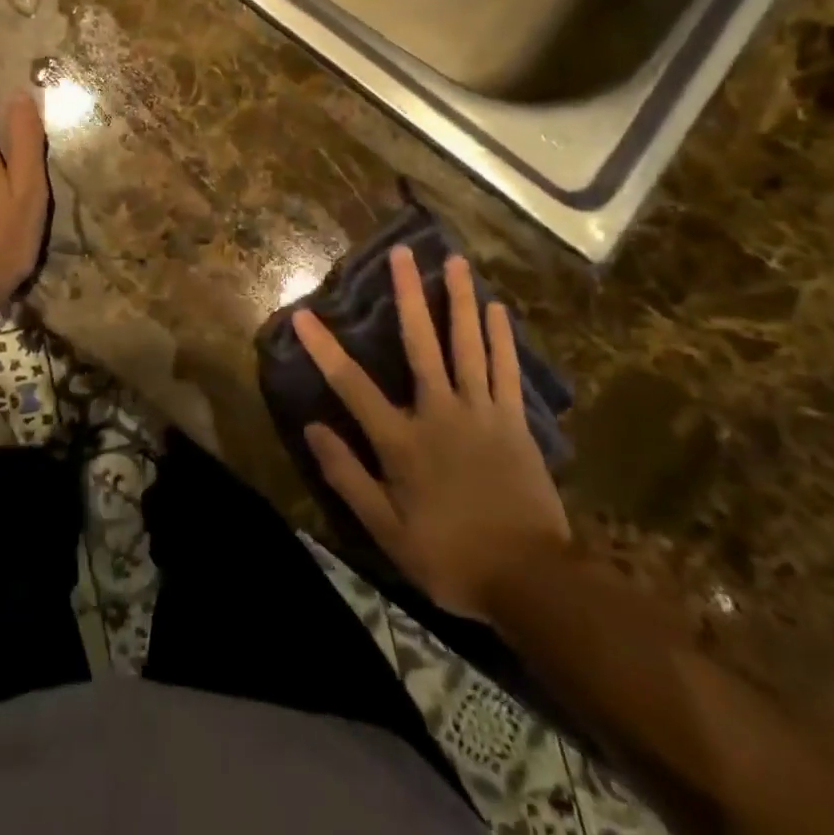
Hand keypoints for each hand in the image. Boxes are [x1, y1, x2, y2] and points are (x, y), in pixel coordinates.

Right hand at [294, 246, 570, 624]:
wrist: (530, 581)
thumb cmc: (450, 556)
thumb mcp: (386, 529)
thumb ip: (347, 475)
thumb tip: (312, 428)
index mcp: (403, 439)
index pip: (352, 386)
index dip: (324, 349)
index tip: (303, 314)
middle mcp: (440, 412)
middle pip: (421, 343)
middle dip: (408, 295)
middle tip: (402, 253)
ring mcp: (481, 412)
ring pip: (468, 345)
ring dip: (460, 300)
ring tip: (455, 261)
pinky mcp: (514, 421)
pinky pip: (506, 370)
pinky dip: (501, 338)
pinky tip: (497, 308)